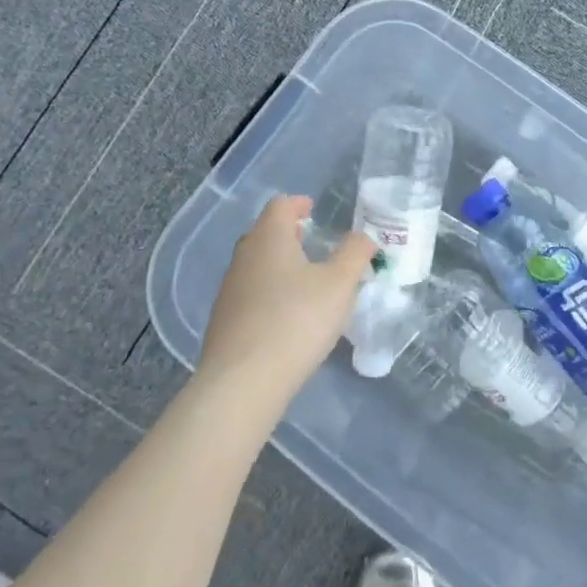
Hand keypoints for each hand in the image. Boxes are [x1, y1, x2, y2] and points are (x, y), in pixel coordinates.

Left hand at [196, 195, 377, 409]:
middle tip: (312, 243)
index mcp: (269, 238)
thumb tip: (363, 237)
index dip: (298, 203)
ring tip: (304, 281)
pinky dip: (269, 293)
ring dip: (279, 264)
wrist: (242, 382)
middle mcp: (244, 256)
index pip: (279, 205)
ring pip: (256, 264)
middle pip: (264, 233)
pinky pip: (250, 294)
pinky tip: (286, 316)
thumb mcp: (340, 284)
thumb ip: (355, 254)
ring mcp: (229, 290)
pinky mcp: (223, 321)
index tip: (313, 210)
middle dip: (288, 233)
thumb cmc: (296, 320)